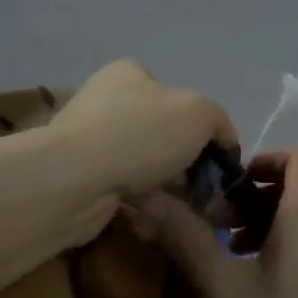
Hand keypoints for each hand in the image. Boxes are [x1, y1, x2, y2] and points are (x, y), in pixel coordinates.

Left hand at [49, 60, 238, 204]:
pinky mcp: (82, 180)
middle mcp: (107, 104)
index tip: (217, 163)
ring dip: (167, 194)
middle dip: (186, 169)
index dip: (203, 132)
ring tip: (182, 213)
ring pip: (146, 171)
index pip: (179, 101)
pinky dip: (142, 209)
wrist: (73, 179)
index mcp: (130, 76)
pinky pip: (124, 194)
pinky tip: (152, 221)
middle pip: (163, 139)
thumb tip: (224, 141)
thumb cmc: (139, 135)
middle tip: (203, 196)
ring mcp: (91, 143)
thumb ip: (218, 122)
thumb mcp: (198, 114)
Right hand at [136, 146, 297, 297]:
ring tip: (238, 262)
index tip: (228, 189)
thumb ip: (186, 238)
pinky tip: (271, 292)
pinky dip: (295, 248)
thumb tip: (149, 197)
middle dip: (256, 198)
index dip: (263, 159)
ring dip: (273, 225)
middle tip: (220, 231)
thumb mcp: (223, 289)